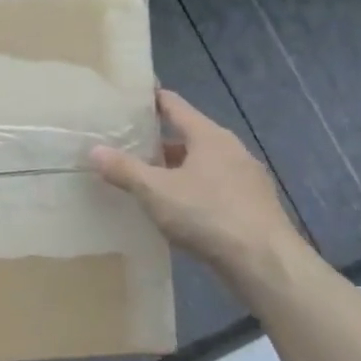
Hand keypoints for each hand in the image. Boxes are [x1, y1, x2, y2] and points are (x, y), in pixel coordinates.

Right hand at [92, 89, 302, 279]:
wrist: (266, 264)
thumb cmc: (207, 214)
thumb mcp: (155, 191)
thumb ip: (124, 169)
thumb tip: (94, 150)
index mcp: (209, 136)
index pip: (175, 106)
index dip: (151, 99)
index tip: (129, 97)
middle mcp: (232, 150)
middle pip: (188, 136)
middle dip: (159, 141)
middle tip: (126, 145)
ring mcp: (247, 178)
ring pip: (202, 164)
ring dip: (176, 169)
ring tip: (146, 179)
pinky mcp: (253, 206)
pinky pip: (215, 187)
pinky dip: (193, 190)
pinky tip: (177, 209)